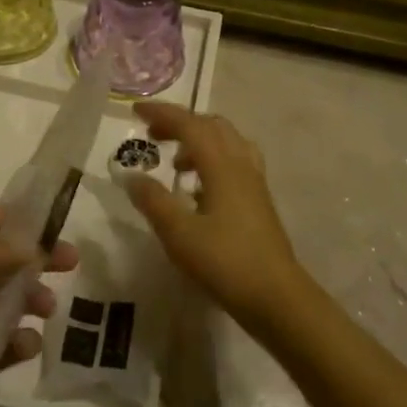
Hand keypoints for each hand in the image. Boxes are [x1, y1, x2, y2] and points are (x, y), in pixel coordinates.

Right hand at [121, 103, 318, 332]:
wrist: (276, 296)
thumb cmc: (225, 262)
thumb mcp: (178, 233)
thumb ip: (153, 201)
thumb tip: (131, 176)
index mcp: (222, 166)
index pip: (190, 125)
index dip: (162, 113)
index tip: (135, 110)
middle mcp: (241, 165)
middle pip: (212, 126)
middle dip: (181, 123)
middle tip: (152, 135)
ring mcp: (254, 183)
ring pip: (227, 142)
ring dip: (199, 140)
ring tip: (175, 162)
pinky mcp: (259, 201)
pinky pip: (234, 163)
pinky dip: (212, 160)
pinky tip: (198, 189)